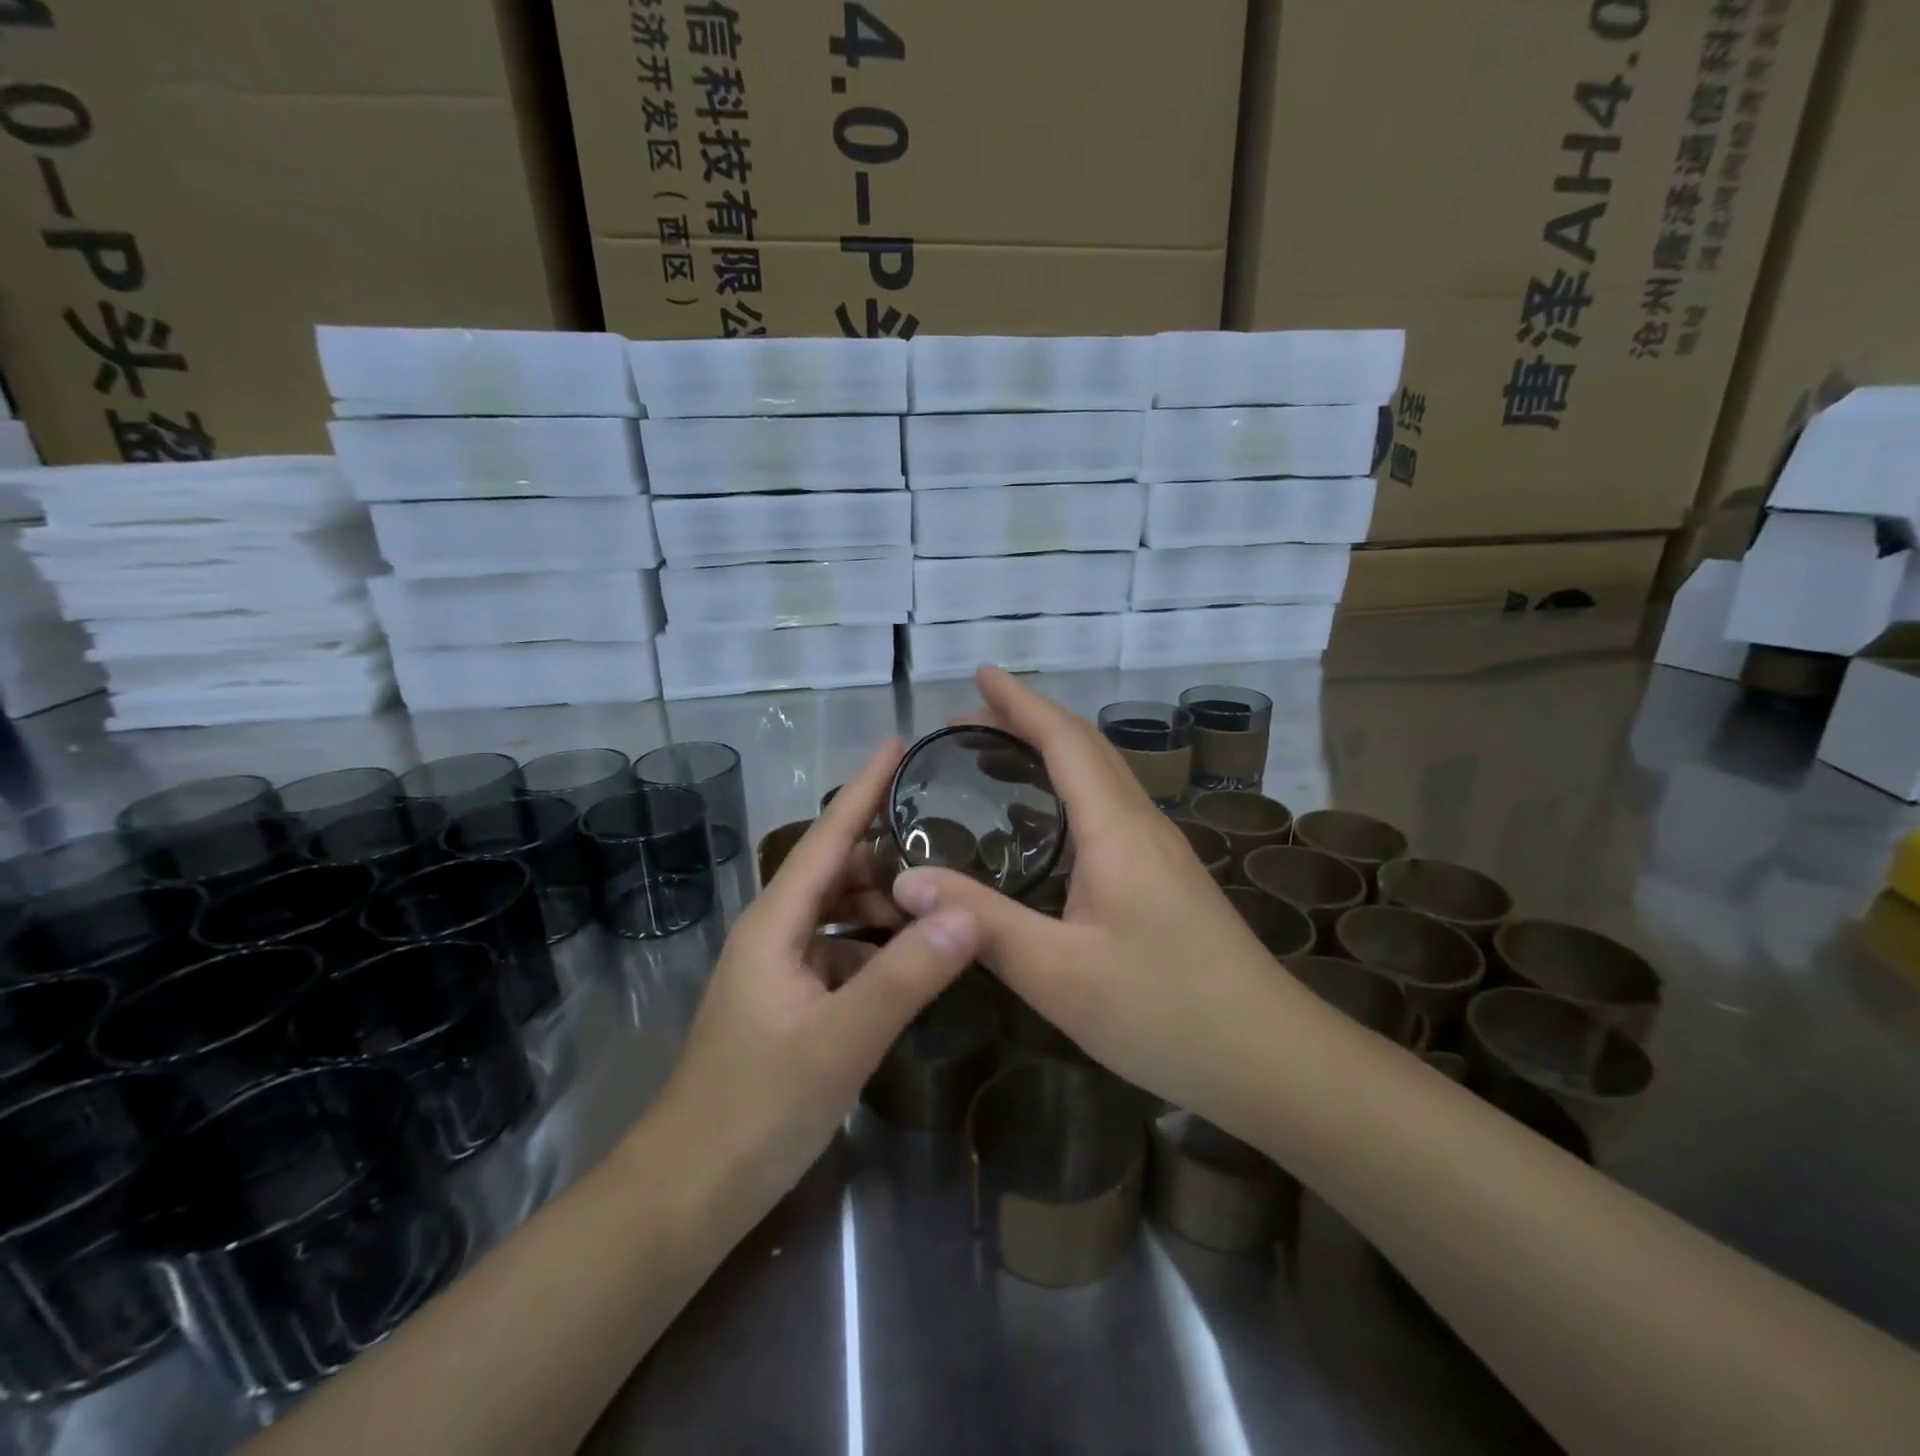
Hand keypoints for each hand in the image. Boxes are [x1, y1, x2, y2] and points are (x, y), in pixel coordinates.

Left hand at [652, 741, 980, 1209]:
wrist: (690, 1192)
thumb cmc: (757, 1106)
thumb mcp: (843, 1038)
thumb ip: (907, 974)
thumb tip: (969, 911)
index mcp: (776, 923)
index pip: (827, 837)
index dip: (863, 789)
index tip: (896, 744)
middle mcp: (775, 934)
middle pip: (836, 871)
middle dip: (889, 853)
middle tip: (952, 840)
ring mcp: (781, 971)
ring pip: (841, 916)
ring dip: (886, 905)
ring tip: (945, 898)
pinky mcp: (790, 1005)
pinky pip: (842, 955)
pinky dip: (878, 949)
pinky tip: (914, 963)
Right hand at [889, 667, 1310, 1118]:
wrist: (1269, 1057)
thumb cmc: (1163, 1012)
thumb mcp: (1057, 973)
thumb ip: (982, 922)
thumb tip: (906, 881)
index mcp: (1116, 830)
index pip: (1064, 741)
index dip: (1020, 703)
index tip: (980, 673)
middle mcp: (1141, 824)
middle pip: (1085, 747)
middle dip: (1028, 720)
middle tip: (968, 720)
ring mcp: (1161, 849)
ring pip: (1101, 776)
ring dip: (1051, 750)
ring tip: (997, 755)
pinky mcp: (1166, 876)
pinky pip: (1109, 807)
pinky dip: (1069, 787)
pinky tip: (1047, 820)